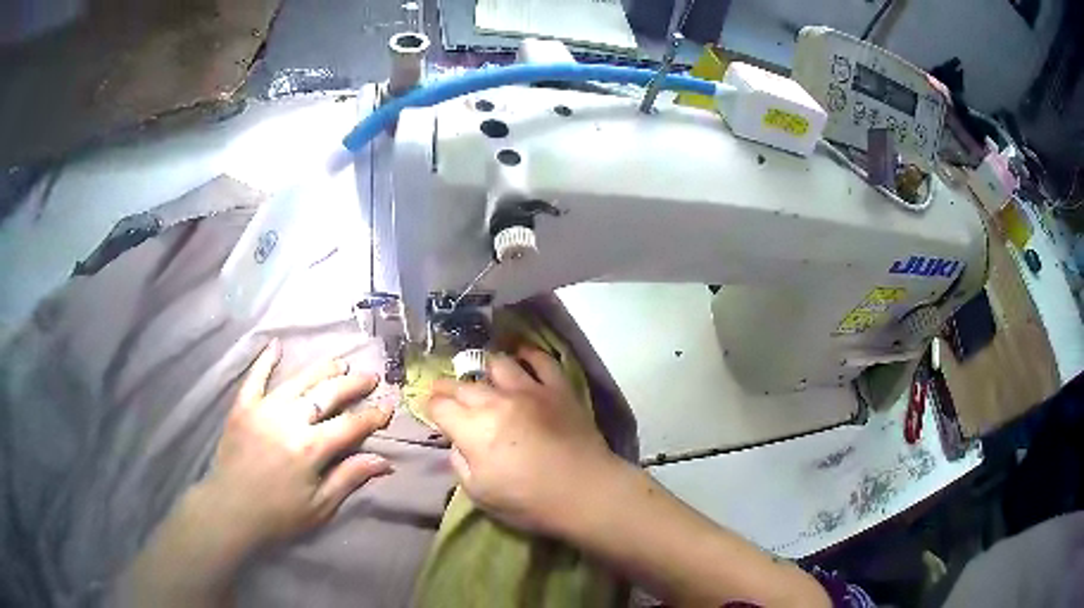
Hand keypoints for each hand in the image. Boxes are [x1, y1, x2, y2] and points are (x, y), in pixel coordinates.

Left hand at [199, 339, 393, 550]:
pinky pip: (255, 378)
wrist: (230, 510)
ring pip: (299, 381)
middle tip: (370, 376)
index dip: (372, 415)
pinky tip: (275, 345)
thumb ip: (350, 477)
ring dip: (321, 369)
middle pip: (327, 394)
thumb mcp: (320, 505)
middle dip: (353, 385)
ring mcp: (264, 409)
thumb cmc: (279, 514)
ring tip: (339, 362)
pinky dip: (265, 361)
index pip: (350, 425)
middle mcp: (290, 420)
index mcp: (311, 447)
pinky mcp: (243, 407)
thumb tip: (384, 460)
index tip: (388, 405)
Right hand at [424, 346, 620, 535]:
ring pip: (499, 365)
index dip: (431, 407)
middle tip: (444, 392)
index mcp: (473, 429)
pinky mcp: (559, 389)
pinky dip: (529, 355)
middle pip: (464, 385)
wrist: (585, 492)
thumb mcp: (479, 494)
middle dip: (448, 387)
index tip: (431, 410)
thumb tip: (458, 444)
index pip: (440, 406)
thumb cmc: (529, 501)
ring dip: (485, 370)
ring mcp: (530, 390)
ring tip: (483, 377)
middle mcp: (497, 401)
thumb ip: (460, 464)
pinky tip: (523, 357)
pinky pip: (542, 361)